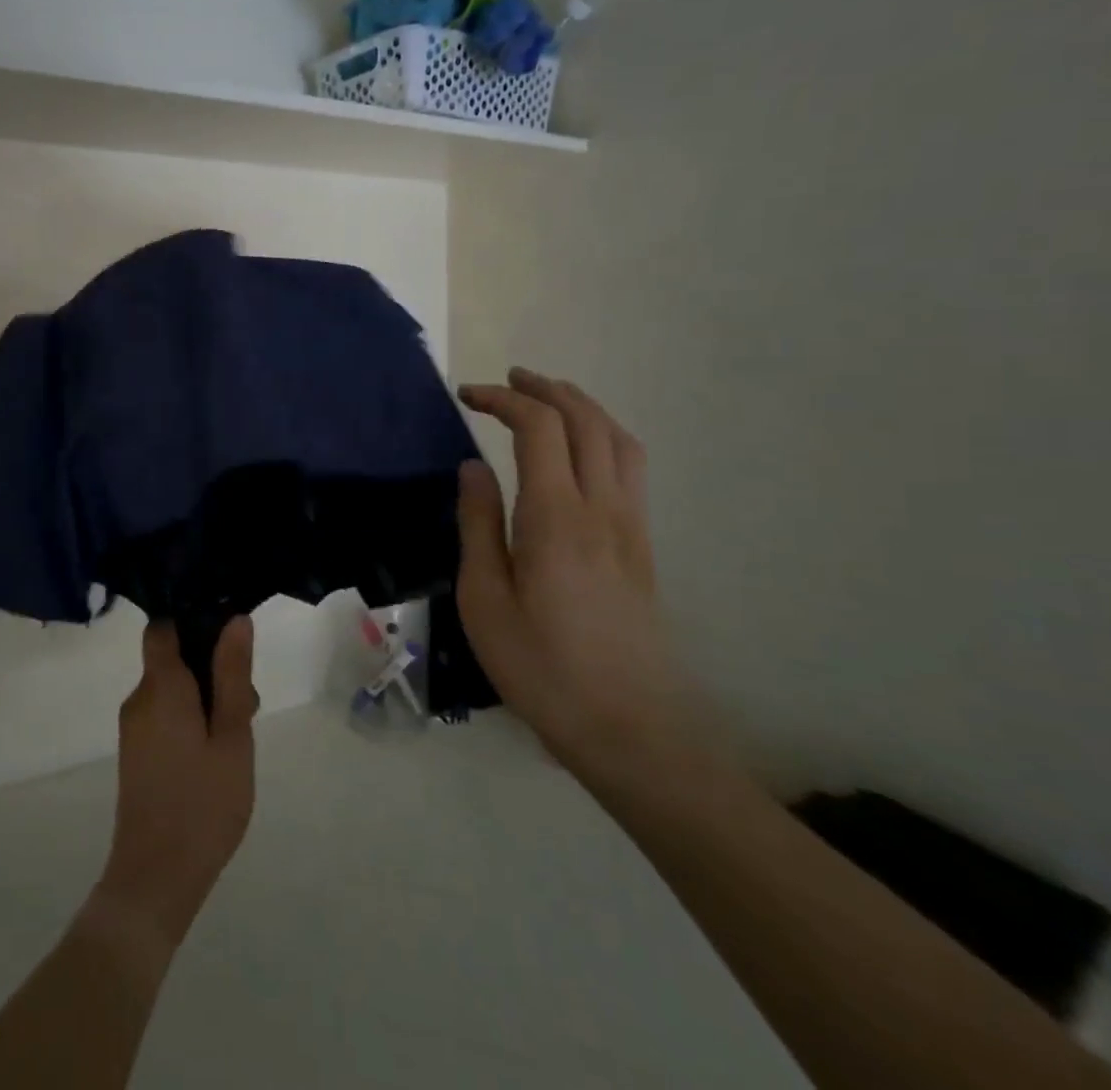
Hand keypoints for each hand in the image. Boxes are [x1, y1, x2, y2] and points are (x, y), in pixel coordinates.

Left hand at [93, 619, 258, 949]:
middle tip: (246, 705)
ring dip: (203, 698)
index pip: (164, 627)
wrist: (155, 880)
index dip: (193, 621)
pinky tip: (214, 756)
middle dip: (210, 669)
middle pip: (172, 659)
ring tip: (235, 738)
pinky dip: (188, 719)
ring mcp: (133, 728)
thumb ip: (232, 675)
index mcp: (160, 686)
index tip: (228, 639)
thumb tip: (234, 619)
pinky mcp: (135, 753)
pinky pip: (163, 714)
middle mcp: (138, 698)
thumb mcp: (232, 735)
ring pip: (171, 689)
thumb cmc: (203, 803)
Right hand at [456, 369, 711, 785]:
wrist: (630, 730)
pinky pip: (630, 468)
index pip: (538, 428)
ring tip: (548, 400)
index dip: (503, 399)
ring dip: (582, 407)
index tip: (467, 395)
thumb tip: (473, 468)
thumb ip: (479, 524)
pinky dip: (603, 437)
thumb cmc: (541, 667)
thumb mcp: (484, 598)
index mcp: (556, 516)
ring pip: (619, 440)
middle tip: (507, 380)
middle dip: (546, 389)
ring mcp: (631, 526)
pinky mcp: (643, 548)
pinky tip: (581, 454)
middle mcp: (602, 508)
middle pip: (586, 421)